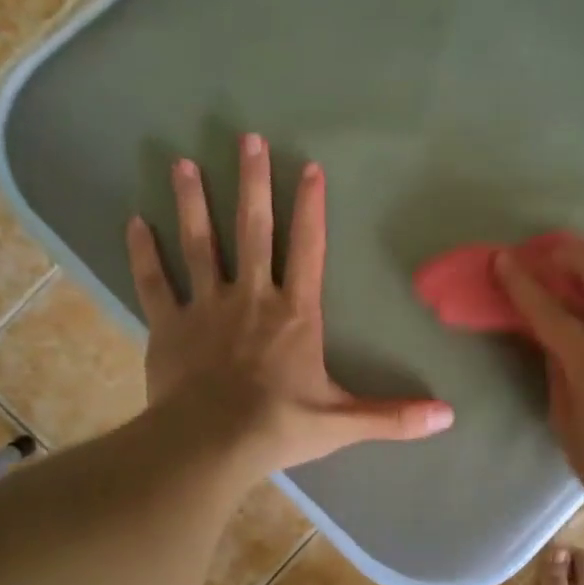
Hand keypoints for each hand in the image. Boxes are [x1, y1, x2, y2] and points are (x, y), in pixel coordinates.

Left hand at [126, 134, 453, 476]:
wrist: (211, 445)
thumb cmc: (280, 426)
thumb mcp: (343, 422)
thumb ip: (394, 416)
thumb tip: (449, 417)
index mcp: (295, 313)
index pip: (308, 249)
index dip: (311, 207)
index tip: (309, 167)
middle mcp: (252, 297)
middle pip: (252, 230)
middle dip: (252, 183)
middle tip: (246, 139)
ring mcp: (206, 307)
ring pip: (200, 244)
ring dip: (193, 202)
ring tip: (183, 162)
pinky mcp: (169, 326)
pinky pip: (155, 282)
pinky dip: (144, 252)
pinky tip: (134, 221)